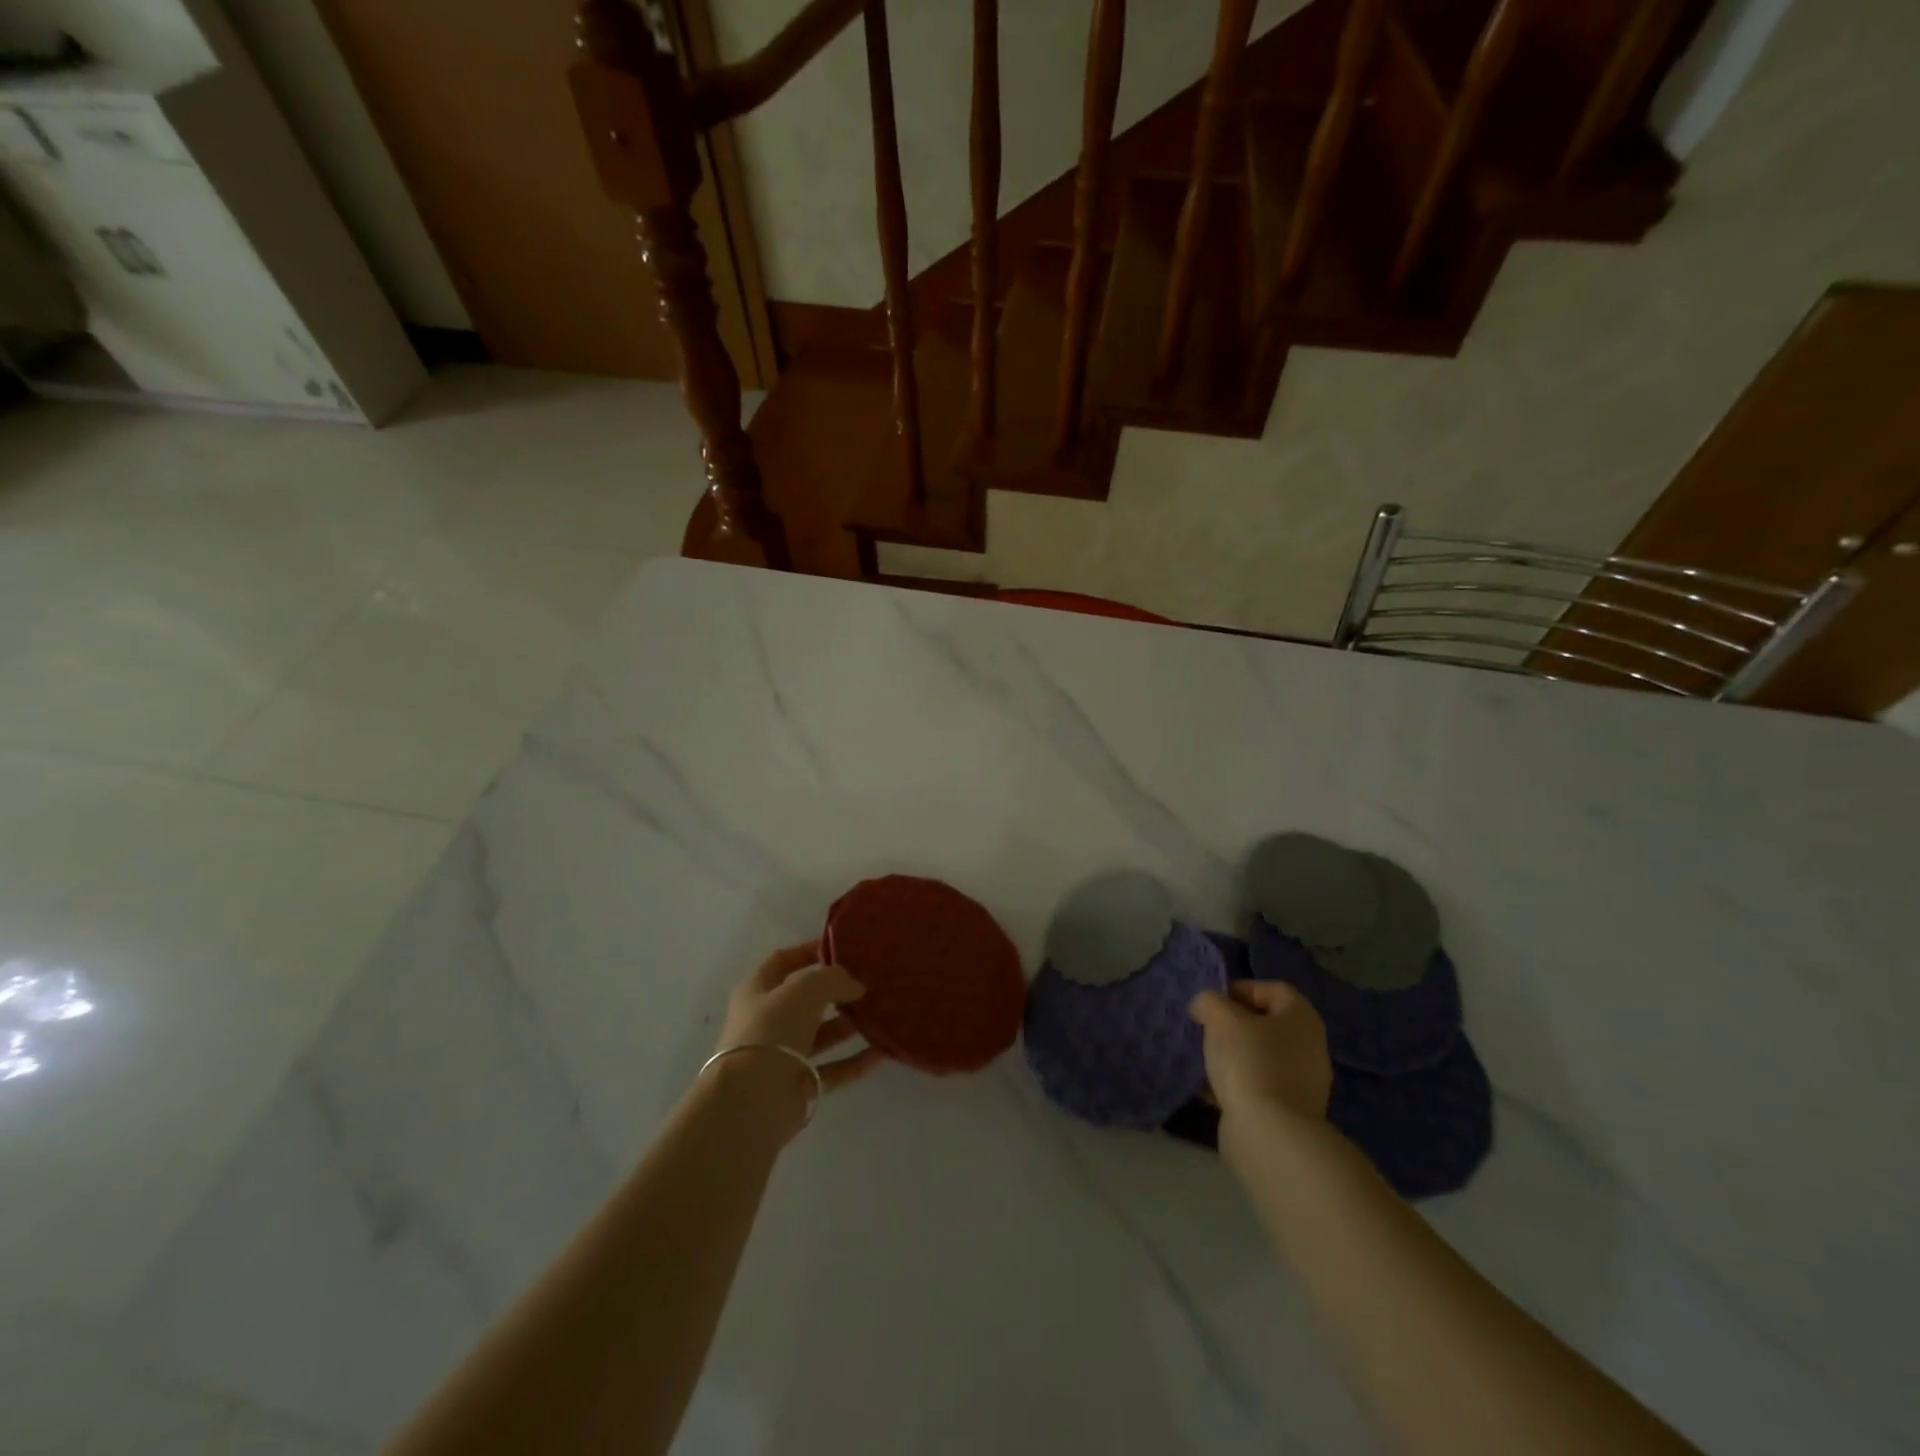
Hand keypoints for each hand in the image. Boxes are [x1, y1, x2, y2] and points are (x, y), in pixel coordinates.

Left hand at [718, 940, 885, 1093]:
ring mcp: (783, 1054)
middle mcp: (768, 1020)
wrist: (753, 1100)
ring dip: (848, 1025)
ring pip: (822, 1034)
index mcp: (757, 990)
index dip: (811, 951)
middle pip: (806, 999)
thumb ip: (834, 978)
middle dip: (836, 991)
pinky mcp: (799, 1085)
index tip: (844, 948)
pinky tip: (881, 1052)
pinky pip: (833, 1068)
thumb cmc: (772, 1031)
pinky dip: (855, 1061)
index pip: (784, 960)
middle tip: (869, 983)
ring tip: (879, 1013)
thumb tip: (855, 986)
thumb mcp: (805, 989)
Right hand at [1190, 980, 1331, 1140]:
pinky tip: (1210, 1090)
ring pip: (1261, 1057)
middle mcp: (1309, 1047)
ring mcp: (1303, 1084)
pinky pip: (1259, 1087)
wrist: (1270, 1135)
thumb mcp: (1221, 1018)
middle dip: (1234, 1025)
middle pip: (1267, 1024)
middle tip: (1207, 1030)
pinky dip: (1236, 1085)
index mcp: (1302, 1018)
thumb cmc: (1250, 1062)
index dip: (1241, 989)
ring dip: (1234, 1056)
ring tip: (1205, 1060)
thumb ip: (1209, 1002)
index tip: (1212, 1003)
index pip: (1273, 989)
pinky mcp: (1289, 1113)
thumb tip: (1205, 1006)